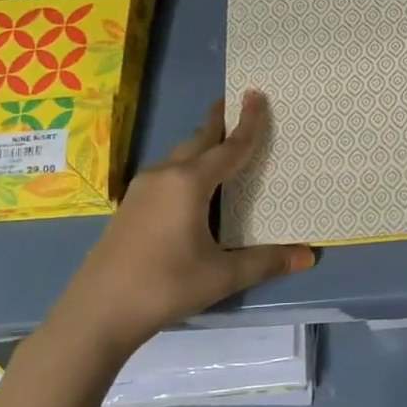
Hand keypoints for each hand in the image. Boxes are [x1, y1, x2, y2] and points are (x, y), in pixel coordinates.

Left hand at [37, 90, 314, 361]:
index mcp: (190, 184)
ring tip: (217, 139)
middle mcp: (165, 176)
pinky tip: (190, 182)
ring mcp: (142, 190)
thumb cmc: (165, 286)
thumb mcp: (222, 275)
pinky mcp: (130, 206)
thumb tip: (309, 256)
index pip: (229, 147)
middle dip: (218, 123)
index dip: (248, 123)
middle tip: (234, 104)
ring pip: (178, 156)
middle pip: (198, 141)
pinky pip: (165, 172)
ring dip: (200, 144)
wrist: (97, 311)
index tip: (256, 94)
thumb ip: (266, 262)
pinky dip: (186, 164)